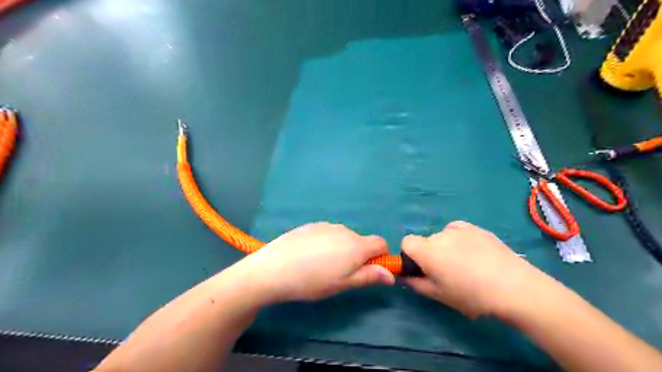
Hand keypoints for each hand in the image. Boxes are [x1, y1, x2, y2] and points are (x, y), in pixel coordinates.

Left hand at [232, 222, 393, 302]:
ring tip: (321, 265)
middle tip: (340, 273)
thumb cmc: (312, 281)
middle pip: (361, 240)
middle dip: (358, 255)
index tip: (369, 270)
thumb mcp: (342, 284)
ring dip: (342, 249)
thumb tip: (391, 274)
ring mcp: (326, 225)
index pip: (380, 243)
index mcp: (356, 245)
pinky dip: (327, 243)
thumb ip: (368, 276)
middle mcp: (344, 230)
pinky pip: (328, 233)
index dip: (380, 256)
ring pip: (343, 237)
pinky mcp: (311, 225)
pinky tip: (309, 255)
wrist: (274, 268)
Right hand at [400, 221, 553, 319]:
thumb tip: (402, 277)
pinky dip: (460, 239)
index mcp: (427, 250)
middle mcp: (439, 234)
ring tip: (467, 265)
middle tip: (448, 273)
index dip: (410, 255)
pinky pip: (458, 231)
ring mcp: (459, 228)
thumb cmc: (472, 296)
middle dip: (431, 254)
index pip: (406, 242)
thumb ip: (415, 284)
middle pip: (426, 241)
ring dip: (446, 247)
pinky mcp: (476, 227)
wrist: (515, 287)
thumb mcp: (439, 295)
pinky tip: (475, 254)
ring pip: (443, 237)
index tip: (422, 269)